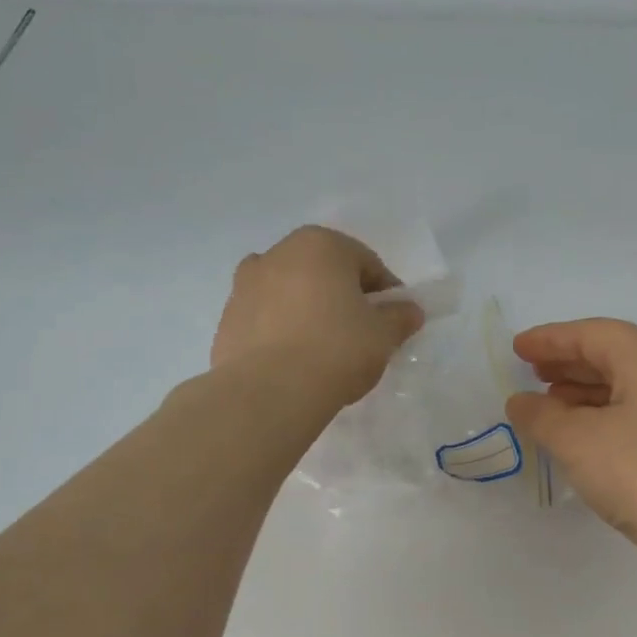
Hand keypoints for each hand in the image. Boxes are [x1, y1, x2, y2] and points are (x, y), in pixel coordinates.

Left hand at [212, 225, 423, 406]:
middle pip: (323, 273)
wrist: (268, 392)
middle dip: (343, 297)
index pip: (366, 263)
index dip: (386, 293)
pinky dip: (280, 333)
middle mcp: (277, 254)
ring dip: (307, 312)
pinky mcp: (226, 321)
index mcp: (320, 245)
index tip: (394, 321)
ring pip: (289, 294)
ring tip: (322, 350)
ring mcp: (244, 286)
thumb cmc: (336, 349)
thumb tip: (409, 311)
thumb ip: (400, 317)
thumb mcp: (383, 335)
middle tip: (360, 334)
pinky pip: (265, 321)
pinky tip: (293, 363)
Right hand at [505, 319, 636, 587]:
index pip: (592, 333)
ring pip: (626, 387)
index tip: (517, 348)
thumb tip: (519, 402)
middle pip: (613, 355)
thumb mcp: (577, 441)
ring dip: (584, 392)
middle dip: (568, 362)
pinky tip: (581, 438)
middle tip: (531, 372)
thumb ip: (541, 416)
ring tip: (548, 404)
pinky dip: (604, 418)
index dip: (550, 339)